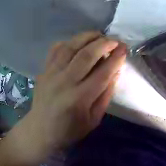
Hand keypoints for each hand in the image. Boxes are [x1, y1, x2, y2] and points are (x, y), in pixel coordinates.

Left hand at [13, 31, 126, 165]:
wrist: (41, 130)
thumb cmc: (69, 130)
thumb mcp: (94, 119)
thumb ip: (105, 95)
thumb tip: (115, 71)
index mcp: (79, 98)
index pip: (102, 73)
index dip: (116, 58)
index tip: (124, 49)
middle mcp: (65, 82)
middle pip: (86, 55)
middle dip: (104, 43)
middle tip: (115, 41)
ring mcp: (52, 73)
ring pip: (71, 46)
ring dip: (87, 37)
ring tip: (99, 36)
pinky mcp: (44, 69)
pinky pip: (56, 48)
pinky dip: (69, 42)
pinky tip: (78, 43)